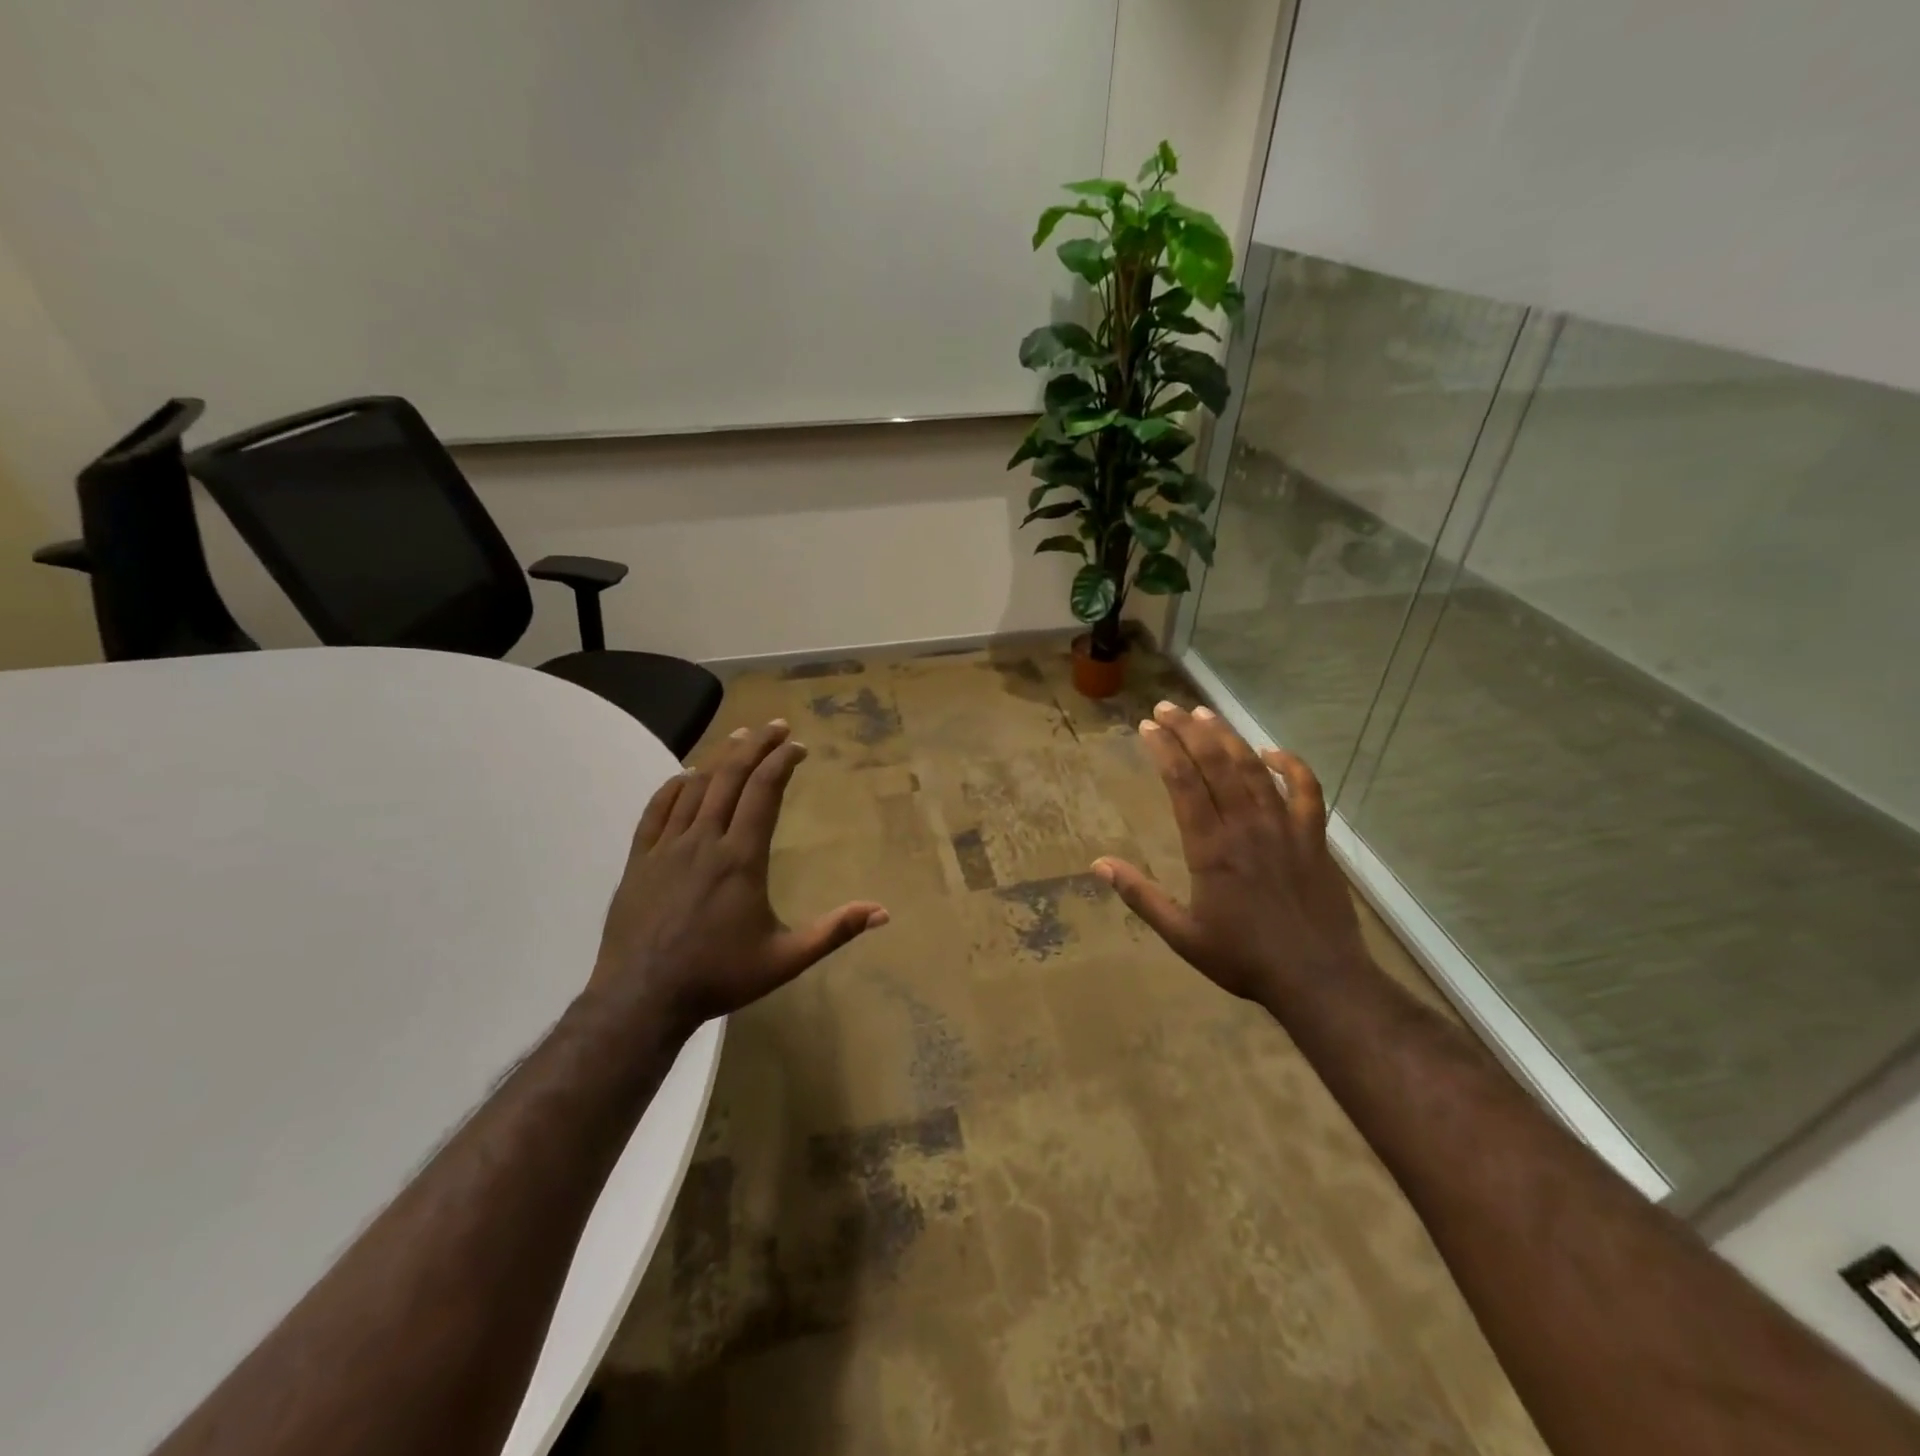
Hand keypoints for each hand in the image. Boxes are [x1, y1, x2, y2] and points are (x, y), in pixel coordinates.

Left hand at [588, 720, 887, 1027]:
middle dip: (755, 745)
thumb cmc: (718, 977)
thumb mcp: (785, 960)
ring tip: (738, 737)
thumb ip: (834, 932)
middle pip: (730, 777)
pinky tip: (685, 775)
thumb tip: (883, 913)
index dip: (782, 762)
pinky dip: (674, 785)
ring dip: (719, 757)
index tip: (797, 746)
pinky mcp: (639, 860)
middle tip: (775, 725)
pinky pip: (656, 810)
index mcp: (741, 858)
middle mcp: (704, 841)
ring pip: (695, 787)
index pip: (764, 792)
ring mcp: (666, 848)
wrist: (641, 1000)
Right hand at [1093, 702, 1367, 1007]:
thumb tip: (1098, 864)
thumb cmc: (1244, 958)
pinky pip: (1306, 789)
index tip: (1147, 727)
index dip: (1164, 750)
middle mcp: (1246, 826)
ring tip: (1205, 714)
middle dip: (1188, 731)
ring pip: (1253, 769)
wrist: (1319, 978)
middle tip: (1168, 707)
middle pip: (1215, 764)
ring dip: (1228, 737)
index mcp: (1210, 849)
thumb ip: (1140, 896)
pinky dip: (1290, 766)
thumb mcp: (1182, 935)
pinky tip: (1272, 752)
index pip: (1183, 784)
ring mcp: (1284, 827)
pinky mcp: (1314, 837)